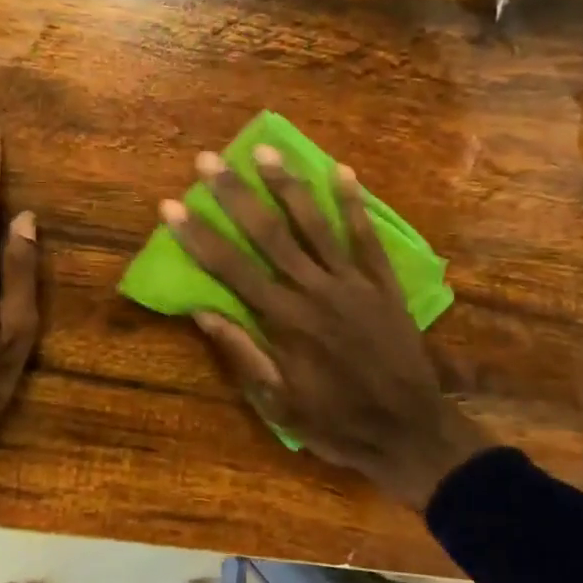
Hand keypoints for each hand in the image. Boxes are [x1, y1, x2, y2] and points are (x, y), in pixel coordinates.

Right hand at [161, 147, 483, 509]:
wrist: (410, 433)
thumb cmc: (336, 423)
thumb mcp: (278, 404)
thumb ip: (243, 354)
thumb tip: (202, 311)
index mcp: (285, 321)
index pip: (231, 269)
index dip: (199, 235)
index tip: (172, 205)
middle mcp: (315, 291)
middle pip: (269, 233)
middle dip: (235, 194)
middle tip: (208, 159)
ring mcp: (353, 283)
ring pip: (315, 224)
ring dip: (287, 184)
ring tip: (264, 149)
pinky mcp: (383, 284)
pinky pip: (367, 236)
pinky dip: (354, 204)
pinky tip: (342, 171)